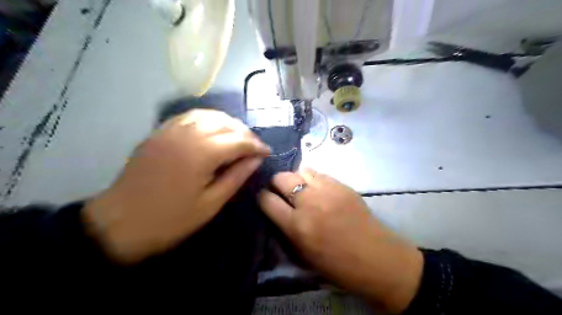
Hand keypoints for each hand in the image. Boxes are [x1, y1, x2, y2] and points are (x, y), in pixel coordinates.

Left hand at [84, 109, 270, 263]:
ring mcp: (171, 130)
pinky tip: (212, 129)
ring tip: (237, 137)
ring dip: (228, 123)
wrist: (120, 223)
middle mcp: (188, 134)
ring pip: (208, 115)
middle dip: (245, 133)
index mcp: (202, 153)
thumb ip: (236, 176)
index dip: (256, 145)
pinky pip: (189, 116)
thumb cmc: (171, 219)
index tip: (267, 153)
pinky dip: (207, 119)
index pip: (239, 141)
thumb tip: (256, 159)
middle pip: (226, 123)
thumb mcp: (211, 203)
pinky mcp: (160, 133)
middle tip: (254, 147)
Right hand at [259, 170, 421, 312]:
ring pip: (301, 170)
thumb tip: (277, 210)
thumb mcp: (303, 254)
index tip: (265, 199)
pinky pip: (319, 173)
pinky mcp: (342, 185)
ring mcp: (327, 190)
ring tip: (301, 189)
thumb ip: (286, 229)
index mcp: (296, 226)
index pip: (267, 200)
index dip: (262, 198)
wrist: (377, 258)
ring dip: (296, 178)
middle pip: (281, 178)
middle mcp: (309, 203)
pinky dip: (313, 179)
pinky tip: (319, 189)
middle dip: (276, 183)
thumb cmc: (338, 265)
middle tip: (282, 192)